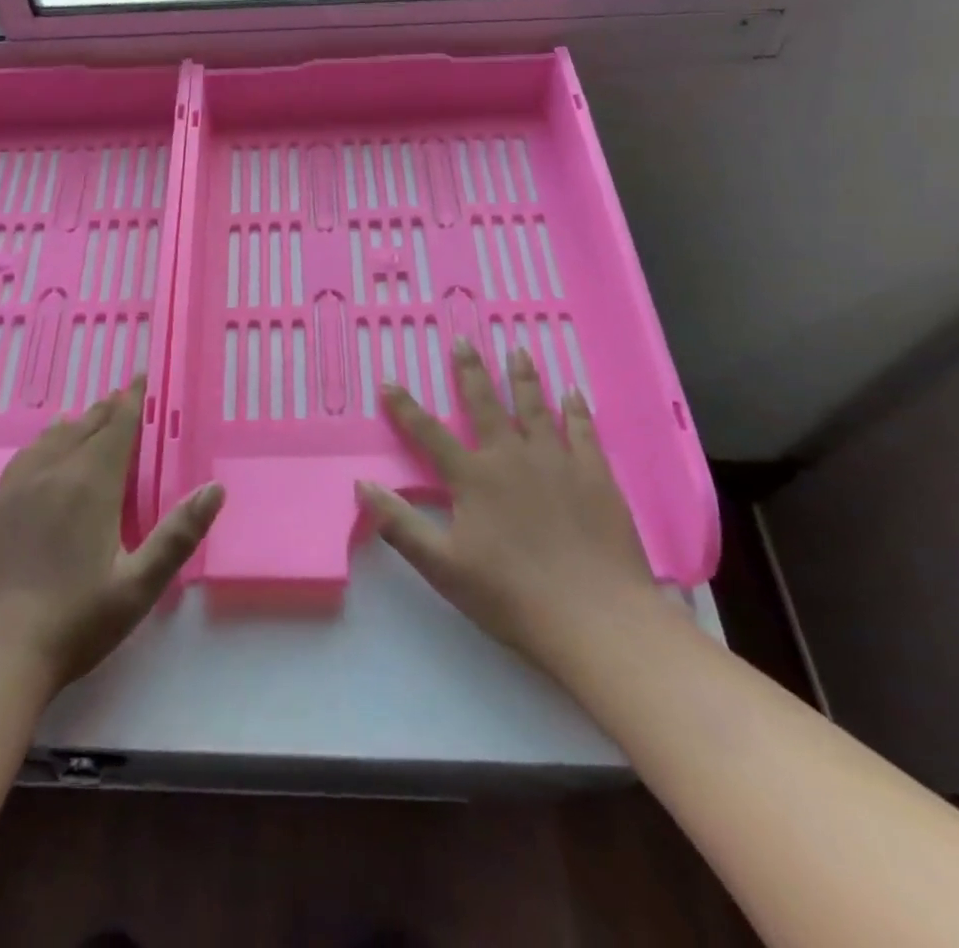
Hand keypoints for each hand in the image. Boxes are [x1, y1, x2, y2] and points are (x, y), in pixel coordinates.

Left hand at [0, 377, 224, 698]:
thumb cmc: (77, 620)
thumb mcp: (140, 584)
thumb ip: (179, 534)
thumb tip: (214, 489)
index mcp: (91, 485)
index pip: (116, 428)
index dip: (132, 401)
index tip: (140, 377)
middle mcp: (53, 474)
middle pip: (84, 427)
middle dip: (107, 409)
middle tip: (121, 394)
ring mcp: (17, 488)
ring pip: (51, 439)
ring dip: (75, 423)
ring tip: (87, 415)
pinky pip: (24, 457)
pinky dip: (42, 443)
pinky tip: (42, 449)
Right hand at [357, 341, 667, 672]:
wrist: (596, 619)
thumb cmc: (512, 596)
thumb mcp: (443, 567)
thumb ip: (401, 524)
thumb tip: (362, 485)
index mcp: (474, 478)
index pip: (430, 434)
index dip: (406, 407)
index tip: (389, 381)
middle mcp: (512, 457)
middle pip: (486, 404)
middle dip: (471, 371)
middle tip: (464, 341)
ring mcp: (557, 462)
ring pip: (536, 407)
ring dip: (524, 377)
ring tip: (518, 350)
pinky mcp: (595, 475)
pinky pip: (584, 431)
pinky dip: (577, 409)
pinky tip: (574, 392)